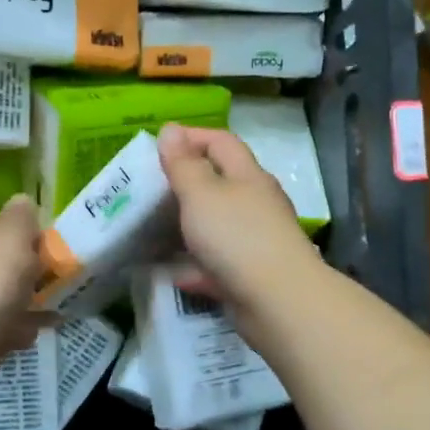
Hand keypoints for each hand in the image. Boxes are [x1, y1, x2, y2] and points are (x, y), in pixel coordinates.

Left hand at [0, 195, 46, 356]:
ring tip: (48, 311)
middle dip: (27, 268)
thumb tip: (22, 202)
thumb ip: (22, 214)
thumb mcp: (14, 234)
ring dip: (24, 299)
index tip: (47, 246)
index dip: (24, 228)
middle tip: (51, 280)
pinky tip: (27, 334)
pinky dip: (12, 325)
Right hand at [157, 124, 319, 324]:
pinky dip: (195, 266)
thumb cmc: (236, 236)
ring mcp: (257, 240)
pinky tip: (173, 273)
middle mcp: (256, 203)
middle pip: (221, 182)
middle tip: (150, 189)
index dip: (191, 137)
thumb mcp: (201, 194)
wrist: (278, 301)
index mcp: (247, 176)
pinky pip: (217, 264)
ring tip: (155, 229)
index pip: (222, 142)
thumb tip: (171, 129)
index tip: (158, 146)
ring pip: (219, 224)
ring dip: (190, 225)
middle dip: (187, 183)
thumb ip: (183, 164)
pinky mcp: (251, 275)